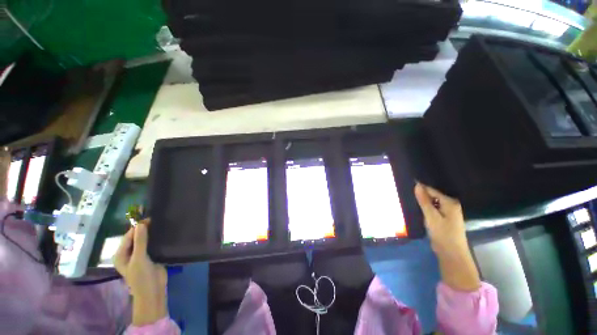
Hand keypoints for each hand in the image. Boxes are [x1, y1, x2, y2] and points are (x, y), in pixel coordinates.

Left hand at [114, 219, 167, 325]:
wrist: (153, 290)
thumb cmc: (141, 276)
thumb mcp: (139, 258)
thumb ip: (140, 241)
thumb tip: (141, 224)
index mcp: (121, 254)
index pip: (128, 236)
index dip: (137, 227)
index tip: (149, 218)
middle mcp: (129, 253)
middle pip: (136, 237)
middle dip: (144, 229)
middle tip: (156, 219)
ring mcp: (140, 255)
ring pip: (145, 240)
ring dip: (151, 233)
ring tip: (161, 223)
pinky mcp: (150, 256)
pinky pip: (152, 245)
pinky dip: (156, 239)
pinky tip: (163, 233)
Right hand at [414, 183, 479, 290]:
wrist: (451, 254)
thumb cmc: (442, 234)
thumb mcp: (431, 216)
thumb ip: (424, 200)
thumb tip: (417, 185)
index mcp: (450, 202)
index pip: (432, 190)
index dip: (420, 189)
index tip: (407, 188)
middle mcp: (451, 205)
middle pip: (433, 196)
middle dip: (421, 197)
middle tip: (408, 197)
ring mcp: (449, 212)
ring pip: (433, 203)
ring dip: (423, 204)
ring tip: (411, 202)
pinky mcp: (445, 219)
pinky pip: (434, 209)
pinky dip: (427, 210)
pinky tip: (419, 211)